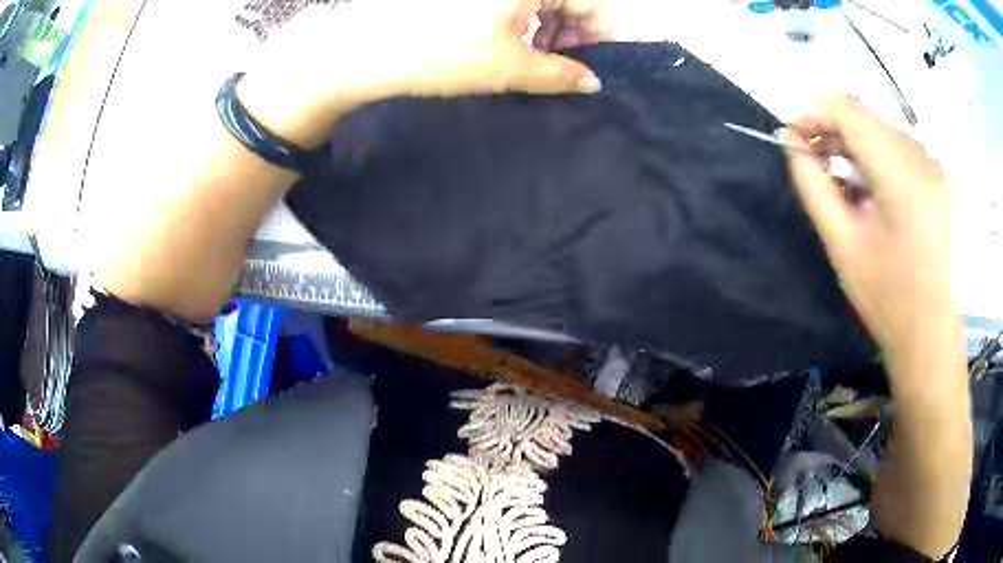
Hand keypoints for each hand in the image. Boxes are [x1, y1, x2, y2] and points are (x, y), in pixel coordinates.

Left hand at [237, 0, 603, 147]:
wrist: (373, 50)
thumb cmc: (447, 54)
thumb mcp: (511, 67)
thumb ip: (560, 73)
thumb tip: (593, 81)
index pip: (591, 2)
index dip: (602, 32)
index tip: (600, 60)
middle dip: (574, 31)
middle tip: (568, 65)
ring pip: (540, 2)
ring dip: (548, 30)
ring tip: (538, 61)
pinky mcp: (473, 0)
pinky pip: (514, 5)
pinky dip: (523, 24)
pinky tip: (514, 46)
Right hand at [780, 95, 962, 380]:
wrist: (931, 334)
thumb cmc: (888, 298)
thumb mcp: (842, 244)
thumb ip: (813, 187)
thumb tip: (793, 146)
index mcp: (901, 174)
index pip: (849, 111)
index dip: (814, 113)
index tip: (792, 135)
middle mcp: (922, 158)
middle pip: (866, 119)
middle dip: (832, 130)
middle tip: (810, 157)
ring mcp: (933, 166)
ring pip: (881, 131)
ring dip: (854, 144)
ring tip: (837, 176)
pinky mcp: (938, 178)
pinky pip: (898, 149)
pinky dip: (875, 157)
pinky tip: (866, 186)